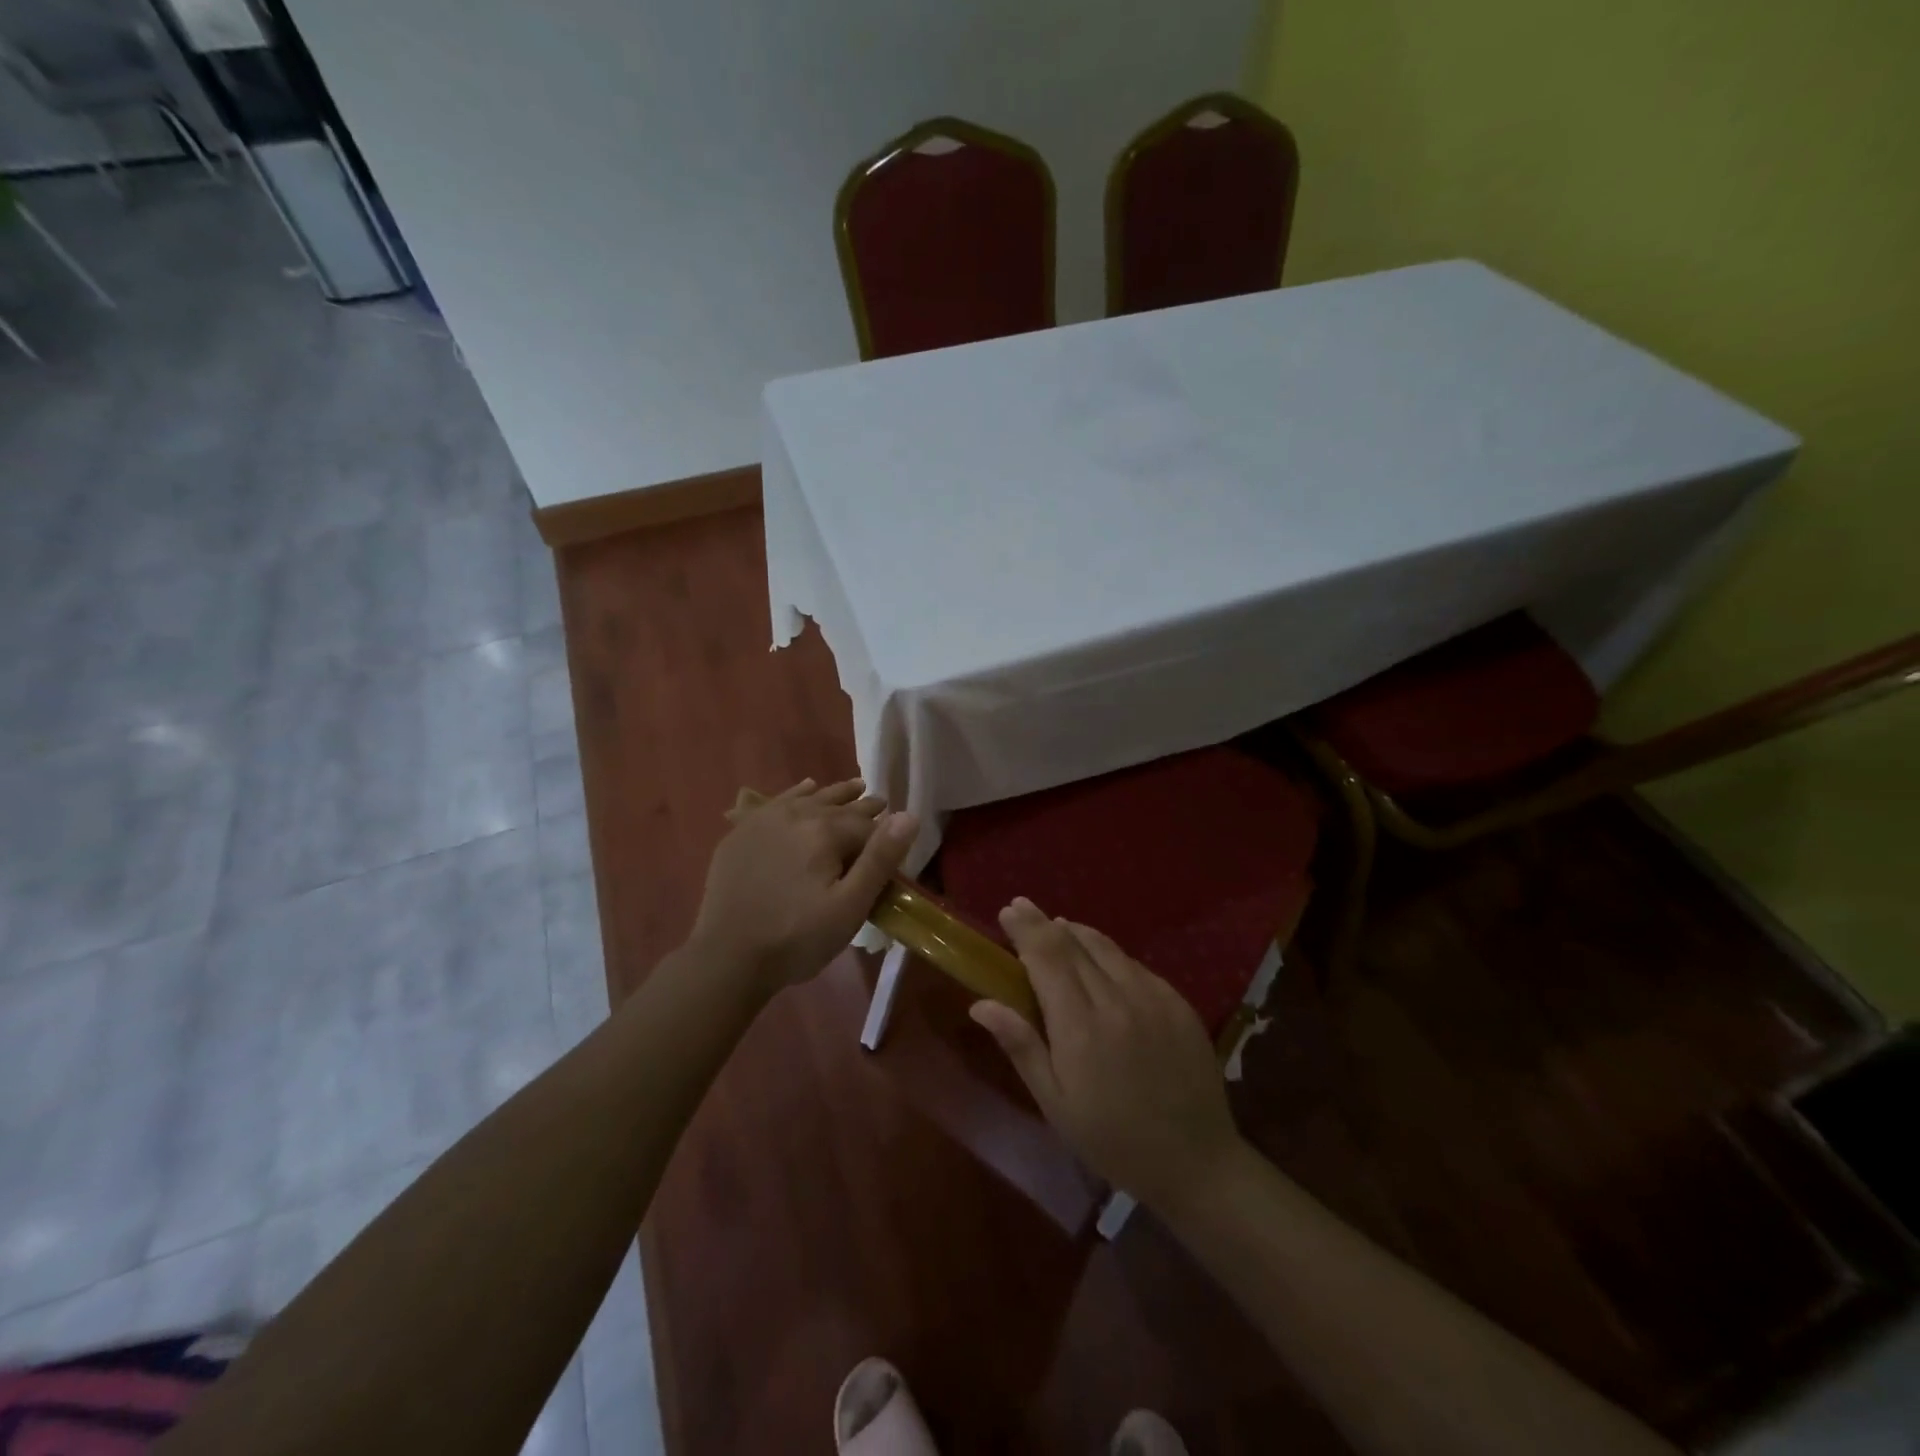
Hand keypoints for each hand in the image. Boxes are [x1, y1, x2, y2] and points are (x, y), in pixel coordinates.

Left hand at [690, 778, 916, 993]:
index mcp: (823, 831)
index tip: (896, 840)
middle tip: (880, 801)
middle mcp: (794, 815)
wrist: (727, 958)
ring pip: (808, 798)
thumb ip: (880, 859)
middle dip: (861, 805)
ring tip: (854, 787)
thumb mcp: (849, 907)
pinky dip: (796, 794)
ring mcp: (763, 821)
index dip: (884, 834)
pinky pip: (776, 802)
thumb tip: (909, 816)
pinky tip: (805, 789)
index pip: (865, 825)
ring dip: (833, 794)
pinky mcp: (741, 833)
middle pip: (837, 805)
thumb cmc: (797, 938)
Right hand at [971, 898, 1243, 1210]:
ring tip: (1057, 927)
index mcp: (1080, 1026)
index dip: (1025, 929)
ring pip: (1106, 947)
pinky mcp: (1178, 1001)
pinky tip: (1101, 963)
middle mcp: (1116, 999)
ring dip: (1076, 932)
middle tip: (1022, 907)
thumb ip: (1021, 1046)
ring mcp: (1152, 996)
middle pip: (1073, 944)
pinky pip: (1135, 965)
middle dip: (1043, 922)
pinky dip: (1109, 955)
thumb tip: (981, 1004)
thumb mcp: (1055, 1104)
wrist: (1195, 1161)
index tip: (1007, 910)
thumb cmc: (1112, 1139)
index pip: (1046, 957)